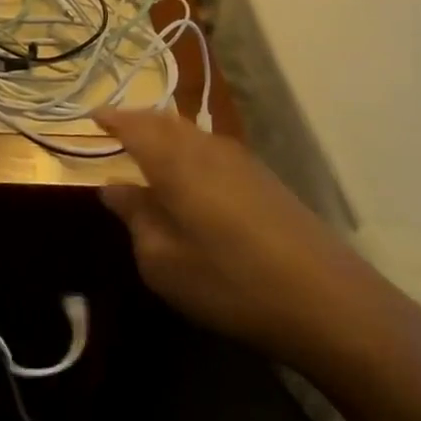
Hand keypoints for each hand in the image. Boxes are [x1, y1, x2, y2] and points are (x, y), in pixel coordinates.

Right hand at [94, 109, 404, 371]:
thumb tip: (114, 187)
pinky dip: (189, 149)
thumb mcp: (163, 261)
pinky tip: (190, 176)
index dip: (110, 119)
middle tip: (114, 129)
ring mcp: (241, 161)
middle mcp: (206, 149)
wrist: (330, 303)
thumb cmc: (231, 282)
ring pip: (191, 132)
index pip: (133, 125)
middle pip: (164, 120)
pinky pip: (212, 149)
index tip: (90, 117)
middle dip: (136, 120)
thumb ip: (135, 217)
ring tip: (147, 150)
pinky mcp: (265, 179)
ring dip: (164, 133)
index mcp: (174, 162)